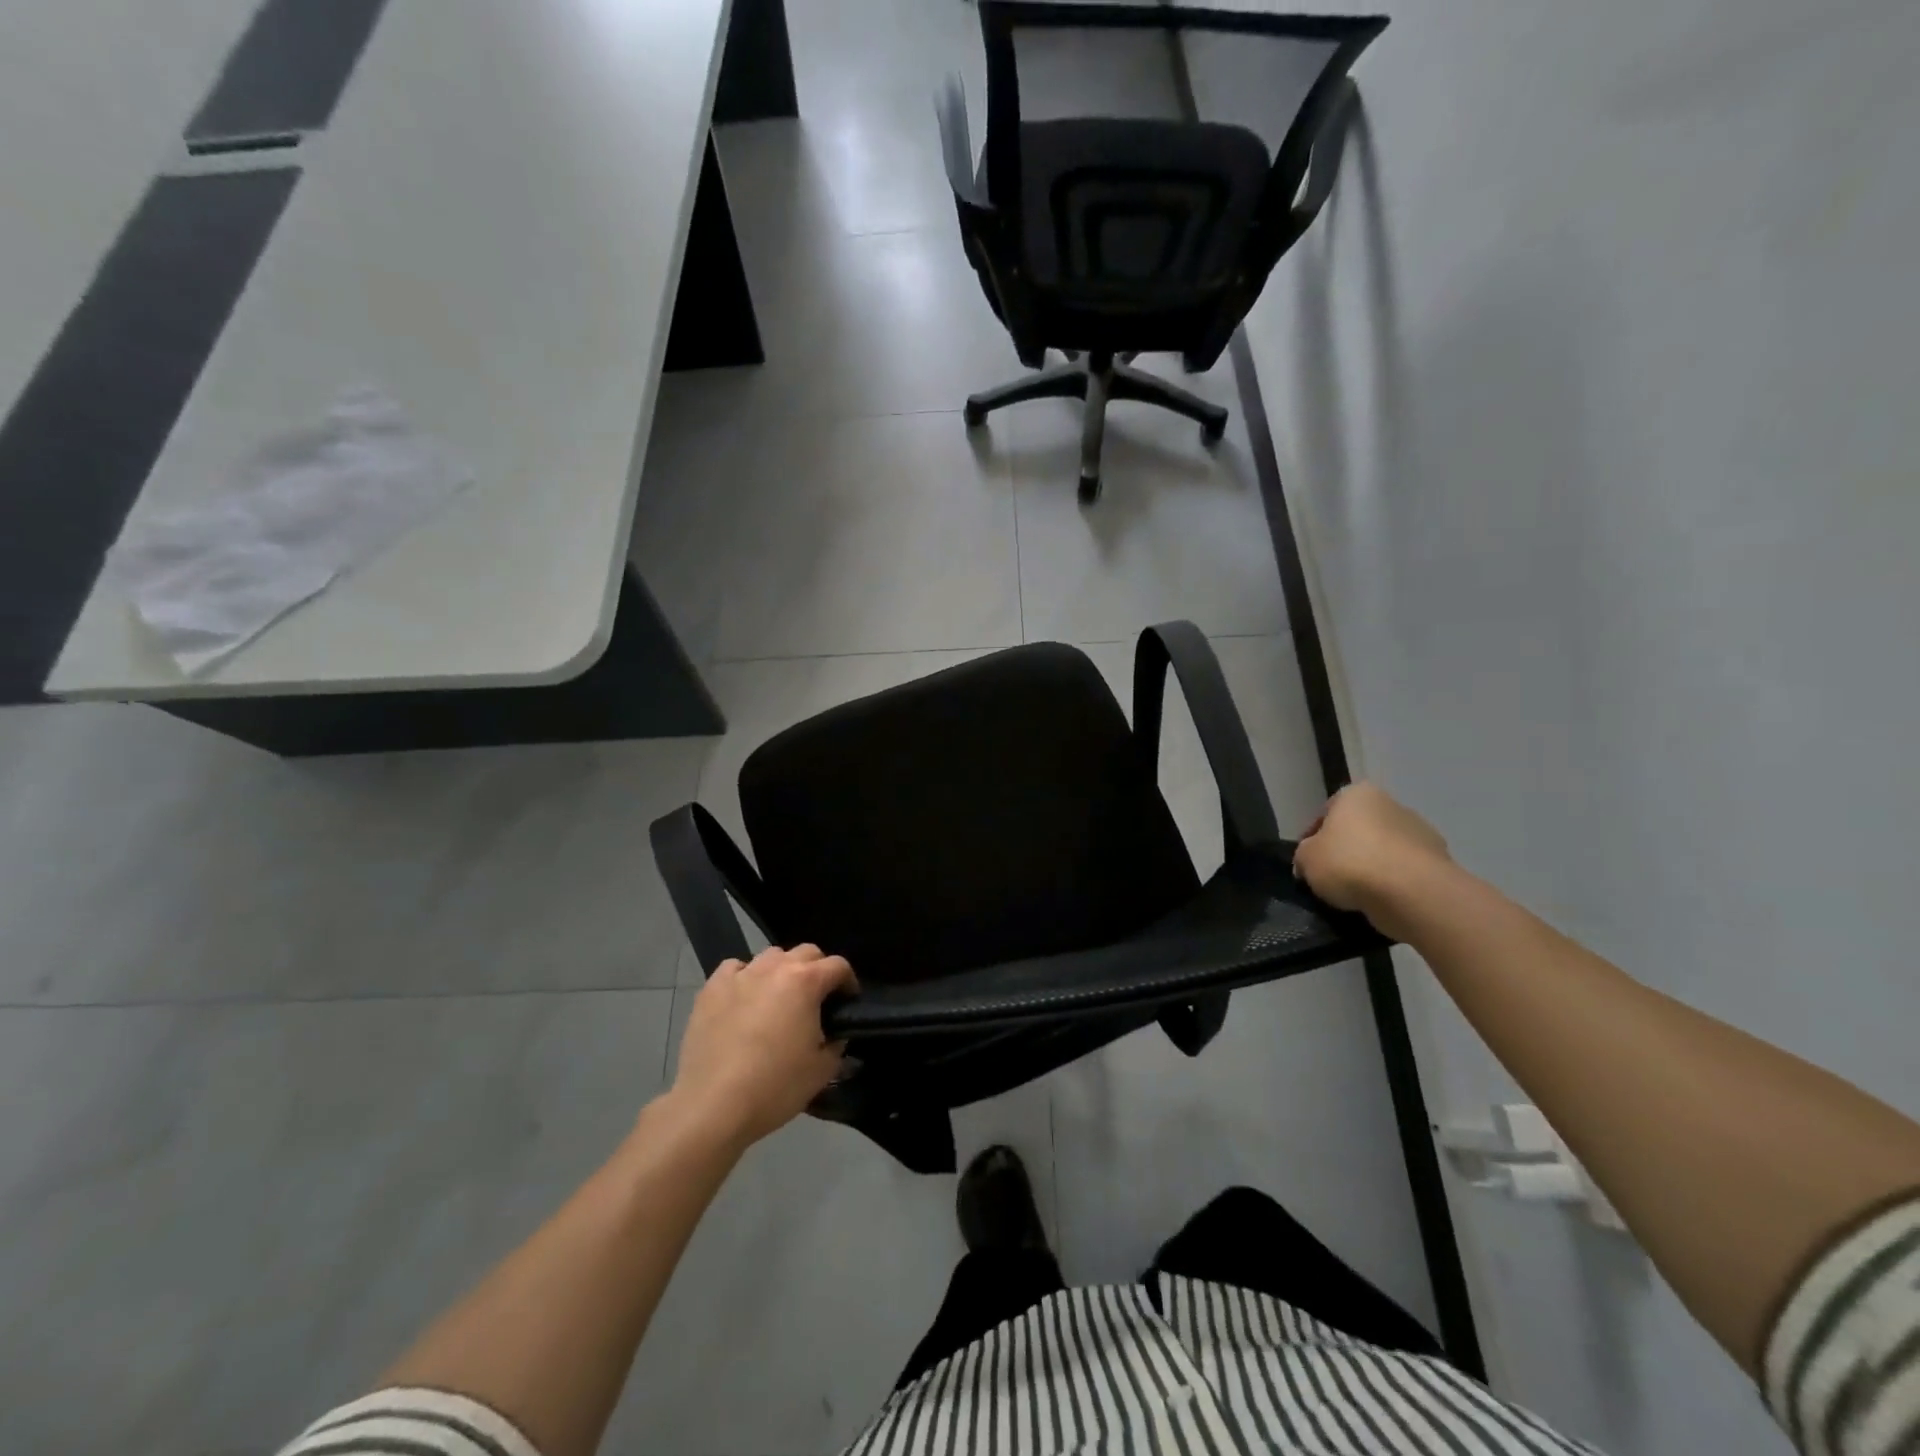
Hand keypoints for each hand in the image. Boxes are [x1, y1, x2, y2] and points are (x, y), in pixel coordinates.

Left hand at [667, 944, 855, 1151]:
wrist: (713, 1105)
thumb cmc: (775, 1087)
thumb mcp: (822, 1070)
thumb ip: (836, 1044)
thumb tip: (834, 1035)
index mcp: (806, 982)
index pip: (839, 966)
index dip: (849, 982)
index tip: (848, 1002)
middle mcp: (775, 968)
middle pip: (806, 952)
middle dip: (818, 970)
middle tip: (817, 999)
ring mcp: (740, 975)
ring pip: (770, 956)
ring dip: (782, 970)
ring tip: (779, 998)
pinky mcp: (711, 988)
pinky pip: (735, 968)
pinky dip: (745, 977)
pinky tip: (744, 998)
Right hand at [1293, 783, 1452, 936]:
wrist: (1412, 893)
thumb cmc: (1350, 862)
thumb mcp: (1306, 858)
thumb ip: (1304, 855)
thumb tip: (1309, 864)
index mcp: (1358, 794)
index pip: (1326, 813)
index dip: (1312, 838)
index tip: (1307, 862)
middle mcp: (1392, 805)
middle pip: (1358, 831)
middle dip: (1345, 852)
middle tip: (1329, 878)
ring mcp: (1421, 834)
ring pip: (1383, 853)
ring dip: (1370, 870)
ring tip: (1354, 896)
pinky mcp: (1439, 863)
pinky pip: (1404, 874)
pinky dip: (1392, 885)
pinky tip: (1379, 902)